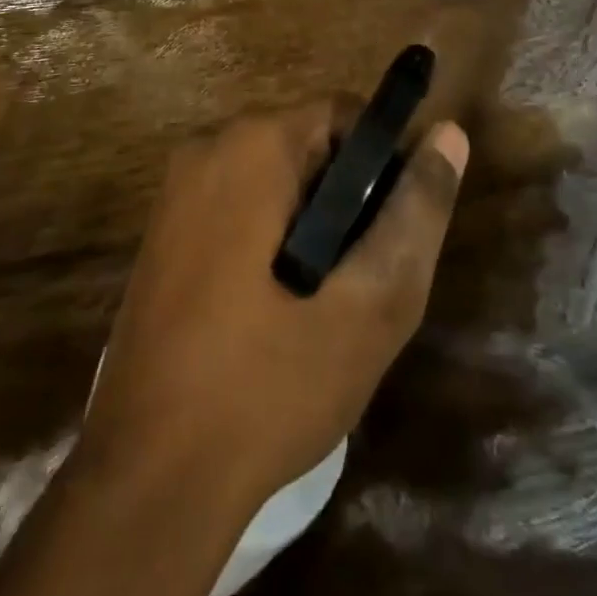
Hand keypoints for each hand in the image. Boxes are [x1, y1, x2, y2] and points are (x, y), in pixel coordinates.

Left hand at [81, 102, 469, 514]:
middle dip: (347, 200)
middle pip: (309, 145)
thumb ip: (415, 213)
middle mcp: (207, 148)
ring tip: (324, 306)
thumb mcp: (368, 304)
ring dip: (311, 225)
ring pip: (275, 180)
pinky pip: (238, 207)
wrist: (147, 481)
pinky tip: (276, 313)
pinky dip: (270, 240)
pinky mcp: (162, 231)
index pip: (346, 114)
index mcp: (253, 145)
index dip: (385, 164)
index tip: (394, 233)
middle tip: (361, 282)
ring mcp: (176, 191)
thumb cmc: (267, 386)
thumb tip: (448, 134)